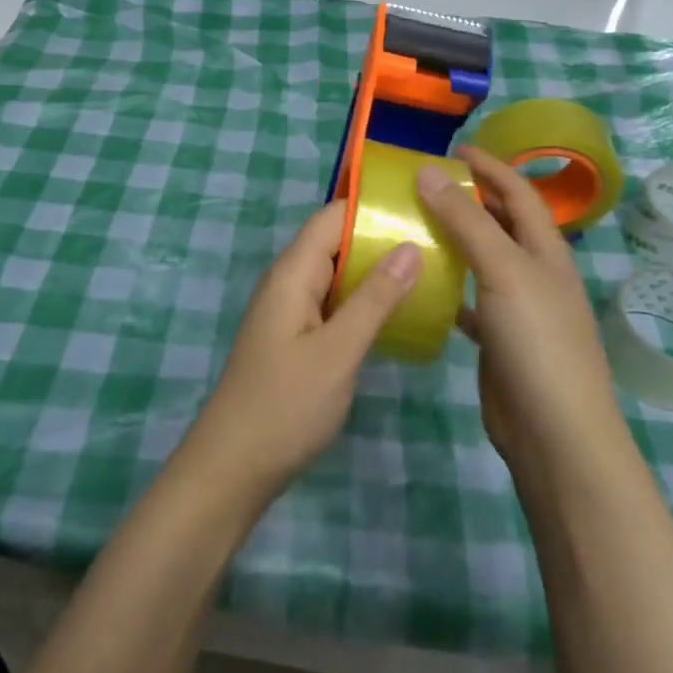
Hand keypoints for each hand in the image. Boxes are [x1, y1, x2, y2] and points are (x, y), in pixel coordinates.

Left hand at [184, 201, 419, 503]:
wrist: (234, 466)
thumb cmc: (286, 404)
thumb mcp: (338, 350)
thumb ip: (375, 298)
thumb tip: (409, 246)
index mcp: (292, 273)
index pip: (332, 217)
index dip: (371, 206)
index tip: (420, 206)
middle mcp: (288, 282)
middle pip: (336, 242)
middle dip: (381, 238)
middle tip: (437, 240)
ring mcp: (290, 311)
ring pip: (337, 275)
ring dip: (375, 272)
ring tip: (430, 269)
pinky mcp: (296, 338)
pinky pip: (333, 304)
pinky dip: (363, 301)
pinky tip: (397, 312)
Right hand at [417, 147, 619, 468]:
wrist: (554, 431)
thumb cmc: (537, 340)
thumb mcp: (503, 270)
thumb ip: (466, 221)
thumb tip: (428, 172)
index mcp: (546, 250)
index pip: (519, 193)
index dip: (491, 167)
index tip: (454, 150)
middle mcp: (535, 273)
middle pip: (502, 223)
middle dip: (470, 199)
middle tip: (426, 184)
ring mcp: (518, 308)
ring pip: (483, 260)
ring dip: (455, 239)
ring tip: (415, 223)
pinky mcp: (499, 338)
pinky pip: (470, 299)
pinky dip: (448, 285)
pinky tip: (421, 282)